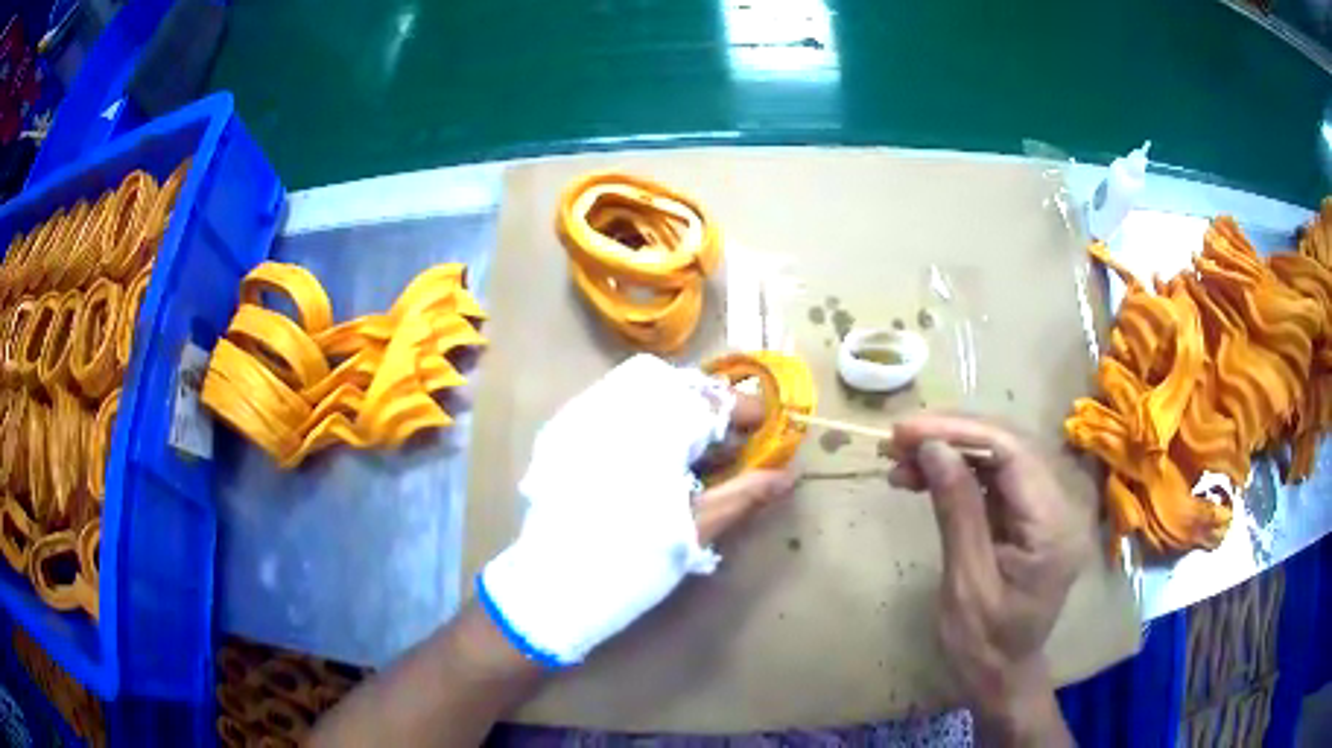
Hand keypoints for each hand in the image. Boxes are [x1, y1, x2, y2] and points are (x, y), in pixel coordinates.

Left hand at [479, 354, 795, 667]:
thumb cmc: (634, 560)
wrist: (554, 587)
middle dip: (710, 407)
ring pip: (643, 389)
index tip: (766, 429)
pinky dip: (644, 417)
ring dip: (677, 410)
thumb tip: (789, 475)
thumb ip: (746, 494)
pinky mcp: (565, 431)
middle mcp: (616, 406)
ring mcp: (584, 415)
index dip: (745, 410)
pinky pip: (613, 404)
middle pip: (677, 384)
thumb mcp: (696, 528)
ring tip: (698, 450)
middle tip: (730, 440)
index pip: (712, 398)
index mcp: (654, 427)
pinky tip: (655, 453)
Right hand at [888, 414, 1084, 745]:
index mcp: (1053, 526)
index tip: (907, 431)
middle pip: (1010, 446)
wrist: (1001, 674)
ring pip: (1001, 456)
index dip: (960, 432)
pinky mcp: (1030, 514)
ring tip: (901, 460)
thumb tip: (933, 448)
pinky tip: (924, 476)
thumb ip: (957, 510)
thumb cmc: (983, 644)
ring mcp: (1047, 508)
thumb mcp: (966, 583)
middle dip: (952, 436)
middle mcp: (1060, 505)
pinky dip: (958, 472)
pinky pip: (996, 478)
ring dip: (951, 451)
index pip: (1013, 454)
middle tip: (898, 440)